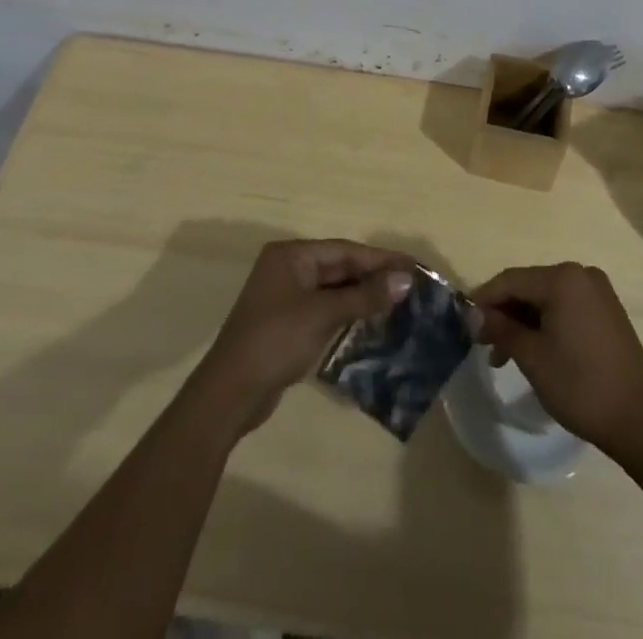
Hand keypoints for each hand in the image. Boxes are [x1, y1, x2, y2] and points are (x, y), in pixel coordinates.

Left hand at [197, 239, 415, 434]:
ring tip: (398, 300)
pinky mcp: (287, 322)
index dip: (380, 258)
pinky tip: (370, 319)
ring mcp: (285, 296)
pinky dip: (347, 311)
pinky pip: (324, 307)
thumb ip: (365, 296)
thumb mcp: (323, 315)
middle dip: (373, 276)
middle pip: (339, 266)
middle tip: (410, 284)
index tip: (412, 264)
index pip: (344, 250)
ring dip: (362, 295)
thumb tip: (405, 280)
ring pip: (333, 288)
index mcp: (291, 255)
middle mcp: (287, 268)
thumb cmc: (276, 341)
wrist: (230, 393)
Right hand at [471, 262, 642, 461]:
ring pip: (547, 299)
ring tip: (503, 356)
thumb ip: (501, 328)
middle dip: (504, 313)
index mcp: (563, 278)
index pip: (511, 280)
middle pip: (529, 287)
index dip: (484, 299)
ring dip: (523, 322)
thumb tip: (477, 315)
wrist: (639, 421)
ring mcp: (598, 293)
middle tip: (482, 342)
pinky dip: (545, 324)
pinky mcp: (608, 312)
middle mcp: (581, 275)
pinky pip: (566, 308)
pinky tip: (532, 349)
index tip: (463, 320)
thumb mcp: (532, 357)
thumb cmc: (580, 385)